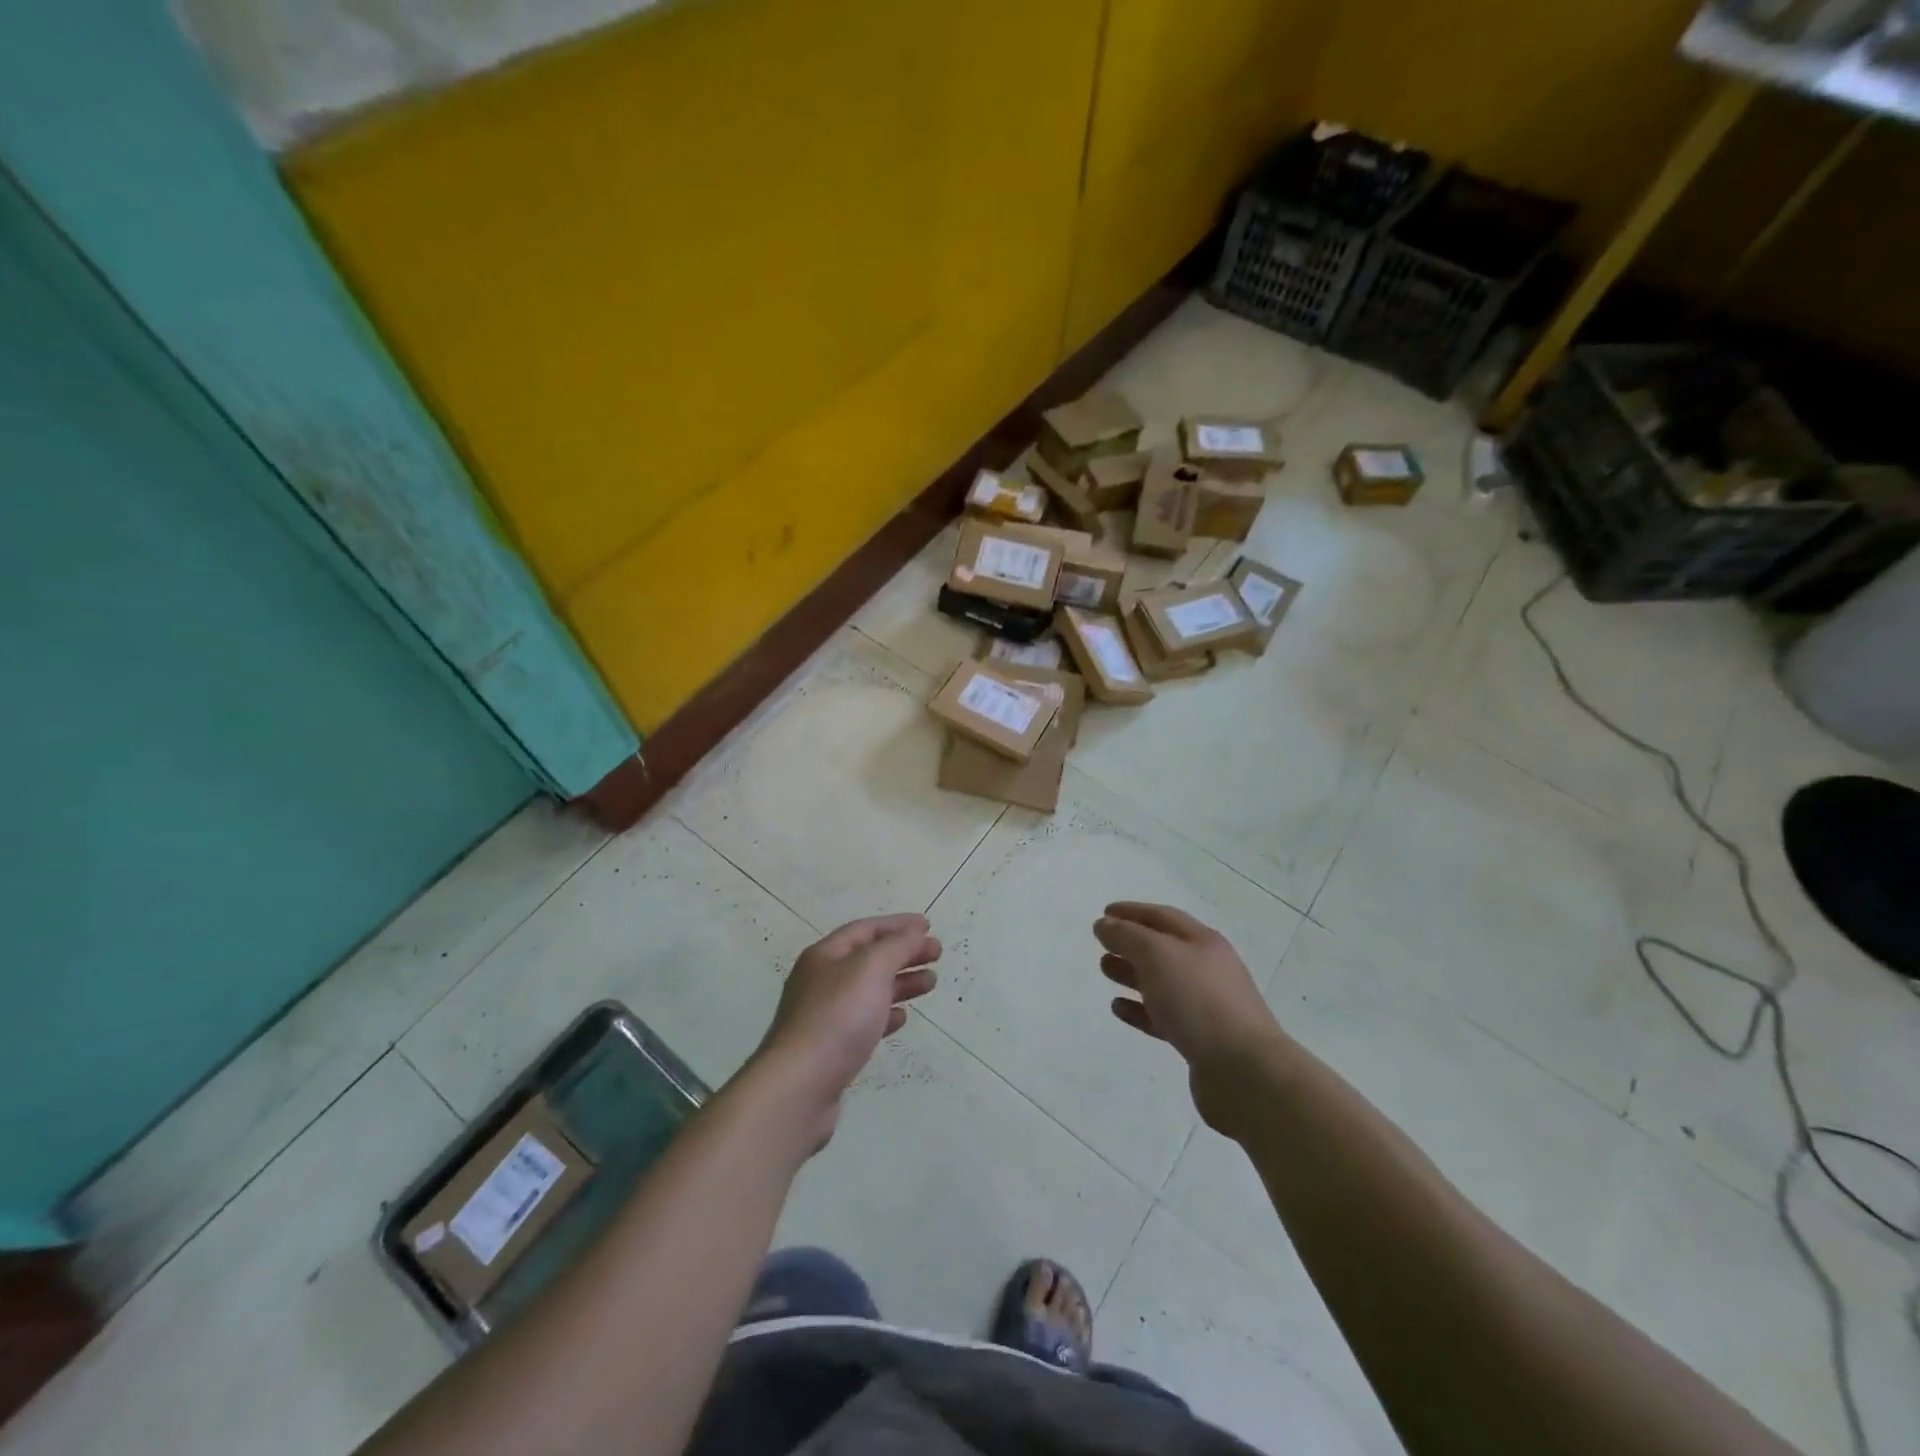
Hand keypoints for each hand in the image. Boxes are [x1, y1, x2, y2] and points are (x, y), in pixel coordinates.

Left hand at [753, 913, 939, 1146]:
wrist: (800, 1086)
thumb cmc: (838, 1017)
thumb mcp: (871, 968)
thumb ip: (897, 946)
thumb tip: (915, 931)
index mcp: (825, 956)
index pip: (865, 929)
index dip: (898, 925)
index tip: (928, 926)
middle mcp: (821, 981)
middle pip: (868, 959)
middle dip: (903, 953)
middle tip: (936, 955)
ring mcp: (824, 1016)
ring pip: (869, 990)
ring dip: (900, 982)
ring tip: (930, 983)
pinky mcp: (830, 1049)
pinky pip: (863, 1021)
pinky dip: (886, 1014)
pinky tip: (902, 1018)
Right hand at [1095, 903, 1289, 1131]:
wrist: (1243, 1070)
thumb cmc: (1198, 1000)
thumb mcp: (1157, 955)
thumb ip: (1127, 936)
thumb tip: (1105, 924)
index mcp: (1203, 942)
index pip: (1162, 917)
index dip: (1132, 912)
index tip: (1104, 912)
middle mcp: (1207, 969)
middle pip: (1162, 949)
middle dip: (1130, 942)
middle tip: (1101, 944)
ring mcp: (1205, 1006)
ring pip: (1161, 982)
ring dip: (1131, 974)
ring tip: (1105, 970)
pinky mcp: (1198, 1039)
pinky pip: (1162, 1017)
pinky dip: (1139, 1009)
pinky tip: (1119, 1008)